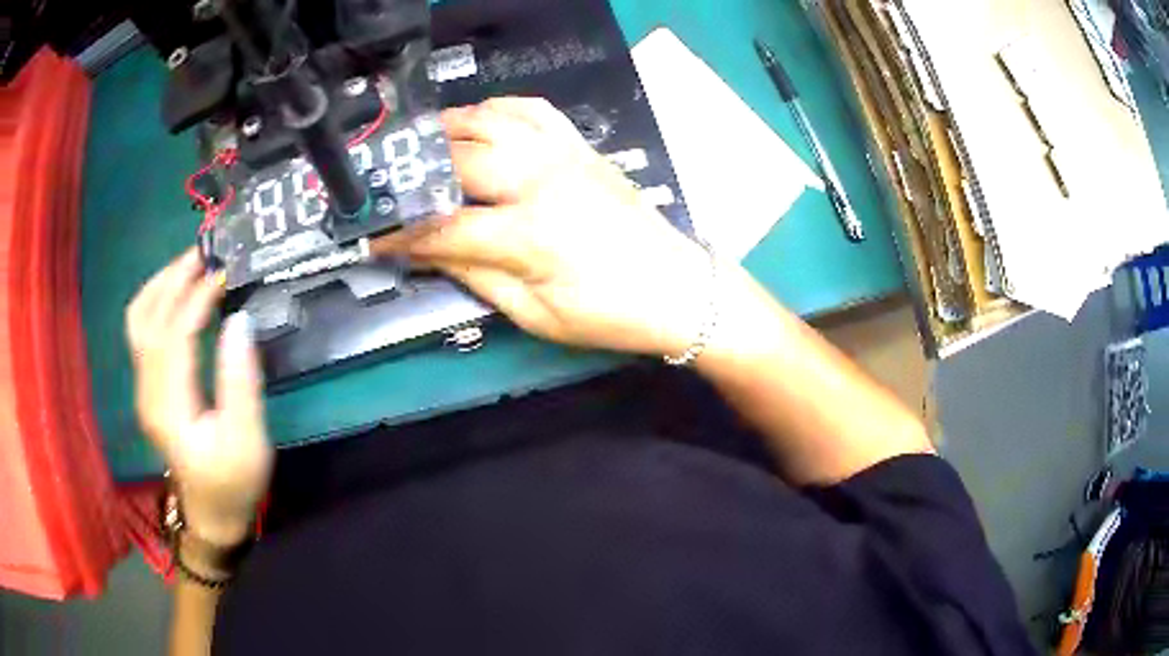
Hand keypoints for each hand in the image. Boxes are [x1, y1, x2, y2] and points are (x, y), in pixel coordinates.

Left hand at [126, 249, 272, 546]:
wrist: (211, 514)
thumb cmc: (233, 481)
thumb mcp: (247, 438)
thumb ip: (239, 381)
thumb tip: (238, 321)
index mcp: (168, 406)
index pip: (174, 334)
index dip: (196, 298)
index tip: (224, 274)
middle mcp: (147, 391)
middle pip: (147, 318)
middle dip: (173, 279)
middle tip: (205, 251)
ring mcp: (143, 389)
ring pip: (138, 321)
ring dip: (161, 286)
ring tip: (190, 265)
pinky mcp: (148, 388)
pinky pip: (143, 332)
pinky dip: (159, 303)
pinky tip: (178, 296)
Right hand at [374, 97, 713, 357]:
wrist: (679, 289)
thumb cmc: (610, 314)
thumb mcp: (536, 314)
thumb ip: (476, 277)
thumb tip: (428, 252)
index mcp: (528, 234)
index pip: (444, 226)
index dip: (401, 234)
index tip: (373, 237)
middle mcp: (541, 180)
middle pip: (459, 159)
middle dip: (414, 170)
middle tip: (389, 183)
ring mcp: (563, 155)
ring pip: (491, 120)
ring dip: (449, 129)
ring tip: (422, 146)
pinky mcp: (580, 147)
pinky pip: (532, 110)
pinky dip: (498, 110)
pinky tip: (482, 124)